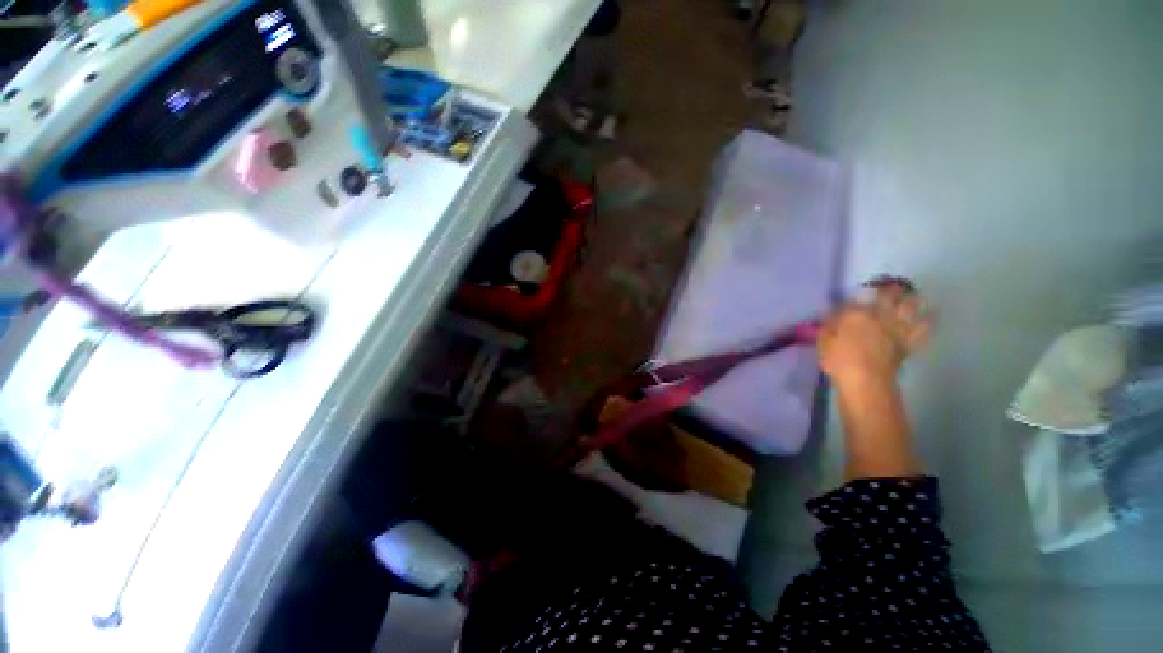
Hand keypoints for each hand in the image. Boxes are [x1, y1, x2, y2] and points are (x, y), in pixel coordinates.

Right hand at [818, 277, 933, 385]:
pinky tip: (932, 315)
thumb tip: (831, 315)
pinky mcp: (910, 341)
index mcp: (855, 314)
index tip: (854, 295)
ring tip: (912, 294)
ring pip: (910, 306)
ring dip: (912, 298)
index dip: (855, 295)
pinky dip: (929, 320)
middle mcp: (879, 315)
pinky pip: (925, 328)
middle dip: (888, 288)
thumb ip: (828, 326)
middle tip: (889, 285)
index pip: (855, 298)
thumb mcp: (823, 342)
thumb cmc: (838, 361)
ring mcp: (898, 327)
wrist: (865, 381)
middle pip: (887, 295)